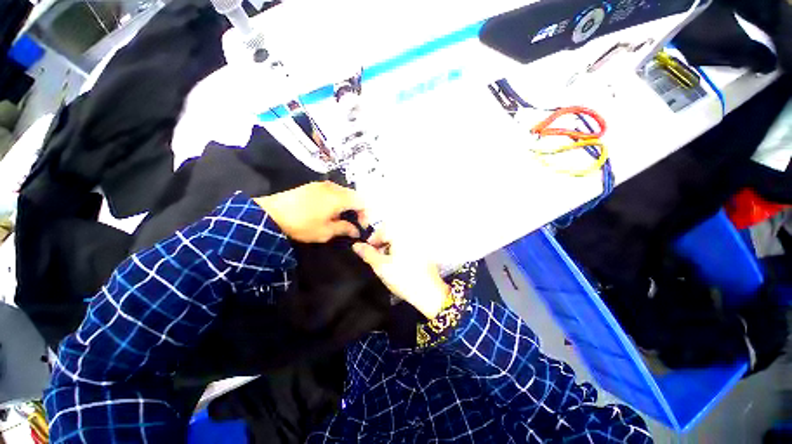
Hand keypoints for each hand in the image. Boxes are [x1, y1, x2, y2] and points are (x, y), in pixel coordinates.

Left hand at [254, 181, 366, 242]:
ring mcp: (322, 184)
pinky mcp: (312, 185)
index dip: (365, 214)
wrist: (270, 214)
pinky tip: (329, 209)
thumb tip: (356, 231)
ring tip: (341, 216)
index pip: (362, 202)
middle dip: (357, 209)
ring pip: (343, 192)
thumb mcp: (326, 232)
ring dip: (347, 204)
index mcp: (339, 198)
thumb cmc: (302, 225)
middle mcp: (333, 187)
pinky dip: (337, 199)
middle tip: (353, 222)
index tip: (361, 226)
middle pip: (354, 195)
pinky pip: (332, 190)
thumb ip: (345, 229)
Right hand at [353, 231, 448, 318]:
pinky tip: (398, 264)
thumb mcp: (381, 266)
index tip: (367, 251)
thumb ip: (368, 254)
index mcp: (401, 234)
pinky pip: (408, 246)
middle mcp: (412, 235)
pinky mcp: (424, 251)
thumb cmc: (403, 278)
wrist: (429, 292)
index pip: (382, 229)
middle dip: (382, 244)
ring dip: (390, 248)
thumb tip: (356, 245)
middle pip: (391, 234)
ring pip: (399, 241)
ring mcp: (420, 243)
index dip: (373, 239)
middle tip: (377, 258)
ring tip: (386, 263)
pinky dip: (400, 251)